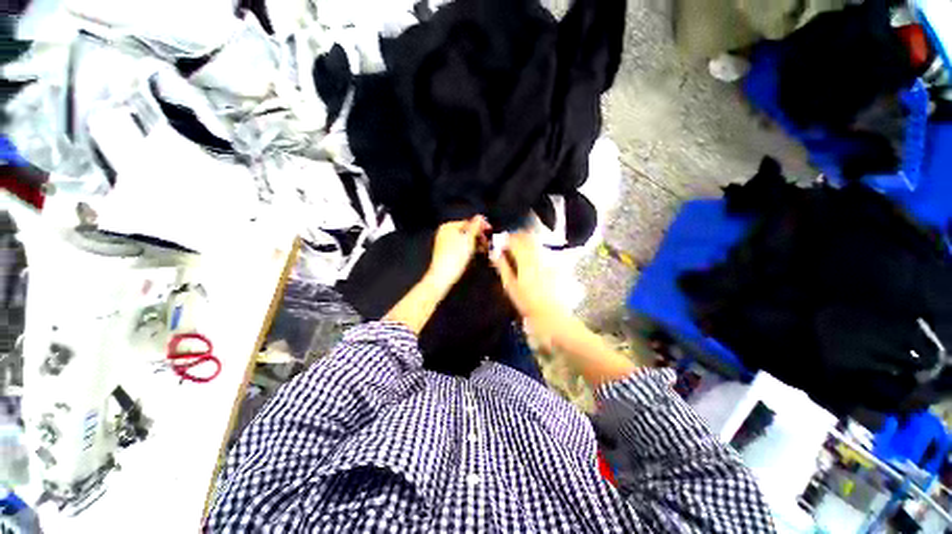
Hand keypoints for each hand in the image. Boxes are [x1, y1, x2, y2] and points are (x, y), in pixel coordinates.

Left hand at [425, 216, 489, 292]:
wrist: (443, 277)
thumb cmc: (455, 257)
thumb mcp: (469, 240)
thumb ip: (475, 227)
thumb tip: (480, 217)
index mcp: (449, 226)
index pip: (469, 222)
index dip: (481, 226)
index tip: (490, 231)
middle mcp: (445, 232)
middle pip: (466, 231)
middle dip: (479, 236)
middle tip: (488, 242)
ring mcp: (444, 243)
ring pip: (464, 240)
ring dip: (475, 243)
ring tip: (484, 249)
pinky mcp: (446, 253)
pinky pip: (460, 247)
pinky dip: (469, 249)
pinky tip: (476, 253)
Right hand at [490, 232, 572, 345]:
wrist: (552, 314)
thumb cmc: (527, 302)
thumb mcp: (511, 286)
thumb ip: (503, 267)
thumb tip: (495, 254)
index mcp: (525, 261)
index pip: (515, 242)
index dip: (507, 239)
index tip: (502, 241)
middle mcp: (538, 256)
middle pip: (528, 238)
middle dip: (518, 237)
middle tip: (511, 241)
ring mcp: (550, 259)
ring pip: (537, 243)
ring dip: (528, 241)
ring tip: (522, 247)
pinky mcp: (558, 264)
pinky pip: (546, 251)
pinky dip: (538, 249)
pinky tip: (535, 258)